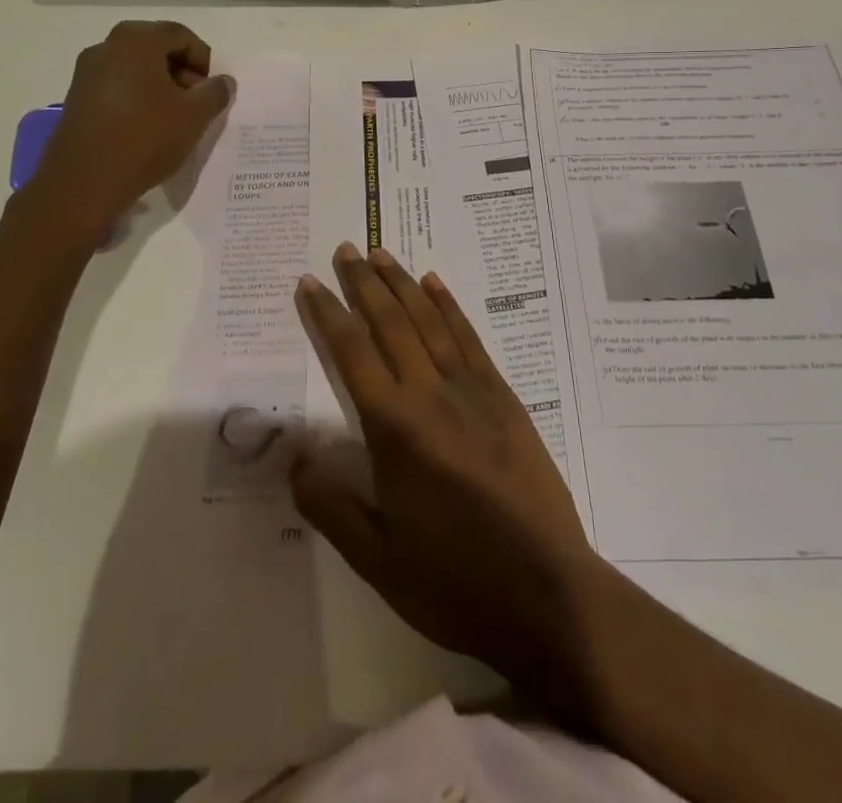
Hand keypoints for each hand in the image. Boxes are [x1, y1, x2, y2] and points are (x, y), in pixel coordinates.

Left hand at [23, 21, 234, 240]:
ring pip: (134, 68)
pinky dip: (137, 97)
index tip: (211, 89)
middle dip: (181, 71)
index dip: (203, 59)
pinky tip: (146, 127)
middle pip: (155, 48)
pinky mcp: (76, 98)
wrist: (84, 182)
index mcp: (136, 40)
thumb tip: (223, 81)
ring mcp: (86, 72)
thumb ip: (215, 92)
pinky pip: (116, 86)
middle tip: (196, 102)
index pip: (180, 35)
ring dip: (159, 85)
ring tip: (173, 118)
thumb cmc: (145, 138)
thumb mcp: (194, 116)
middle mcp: (107, 47)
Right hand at [292, 243, 602, 689]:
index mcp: (395, 428)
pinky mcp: (504, 397)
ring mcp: (472, 390)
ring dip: (402, 283)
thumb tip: (293, 454)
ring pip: (428, 320)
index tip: (309, 282)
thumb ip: (330, 503)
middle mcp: (430, 394)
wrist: (548, 594)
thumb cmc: (454, 581)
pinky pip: (469, 338)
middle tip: (345, 248)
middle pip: (390, 322)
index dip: (327, 314)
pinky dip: (448, 306)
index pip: (351, 353)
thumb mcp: (377, 559)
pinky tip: (435, 285)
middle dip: (363, 283)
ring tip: (381, 252)